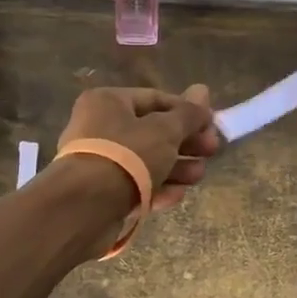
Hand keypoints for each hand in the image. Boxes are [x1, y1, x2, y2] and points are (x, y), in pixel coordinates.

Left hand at [56, 83, 220, 213]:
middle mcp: (100, 127)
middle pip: (154, 131)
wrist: (84, 208)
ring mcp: (100, 161)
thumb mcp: (165, 131)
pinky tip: (176, 195)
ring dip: (177, 168)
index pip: (157, 99)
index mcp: (109, 102)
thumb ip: (188, 113)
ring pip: (147, 160)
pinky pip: (135, 184)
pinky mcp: (102, 192)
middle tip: (211, 152)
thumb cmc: (126, 156)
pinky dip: (157, 188)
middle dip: (186, 143)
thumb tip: (203, 89)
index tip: (212, 126)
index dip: (188, 112)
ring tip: (198, 176)